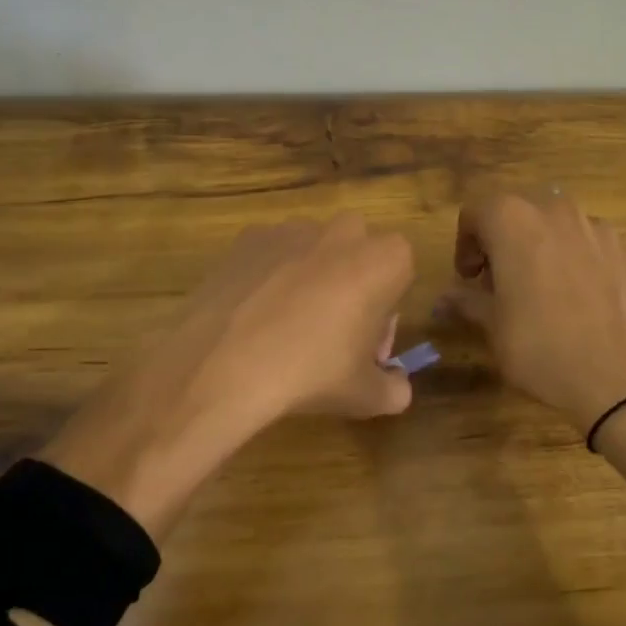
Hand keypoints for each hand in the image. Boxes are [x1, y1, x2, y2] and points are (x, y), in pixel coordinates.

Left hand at [39, 214, 414, 534]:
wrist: (226, 363)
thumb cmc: (312, 373)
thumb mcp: (366, 395)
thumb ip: (394, 389)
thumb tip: (397, 388)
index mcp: (385, 259)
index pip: (400, 274)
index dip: (385, 312)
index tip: (365, 346)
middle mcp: (345, 231)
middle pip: (359, 254)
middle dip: (352, 284)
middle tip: (331, 333)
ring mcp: (293, 229)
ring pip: (315, 250)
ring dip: (312, 277)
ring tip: (285, 326)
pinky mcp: (250, 237)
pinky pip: (272, 254)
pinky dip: (270, 276)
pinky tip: (254, 315)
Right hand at [440, 190, 625, 435]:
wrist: (625, 378)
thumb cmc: (543, 349)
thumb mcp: (494, 328)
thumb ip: (468, 301)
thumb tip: (445, 297)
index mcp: (513, 220)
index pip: (476, 211)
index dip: (465, 244)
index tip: (468, 278)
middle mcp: (555, 211)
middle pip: (518, 211)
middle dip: (504, 240)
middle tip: (500, 282)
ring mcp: (597, 228)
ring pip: (557, 225)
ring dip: (541, 246)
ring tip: (542, 290)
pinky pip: (590, 244)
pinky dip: (577, 260)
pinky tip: (581, 301)